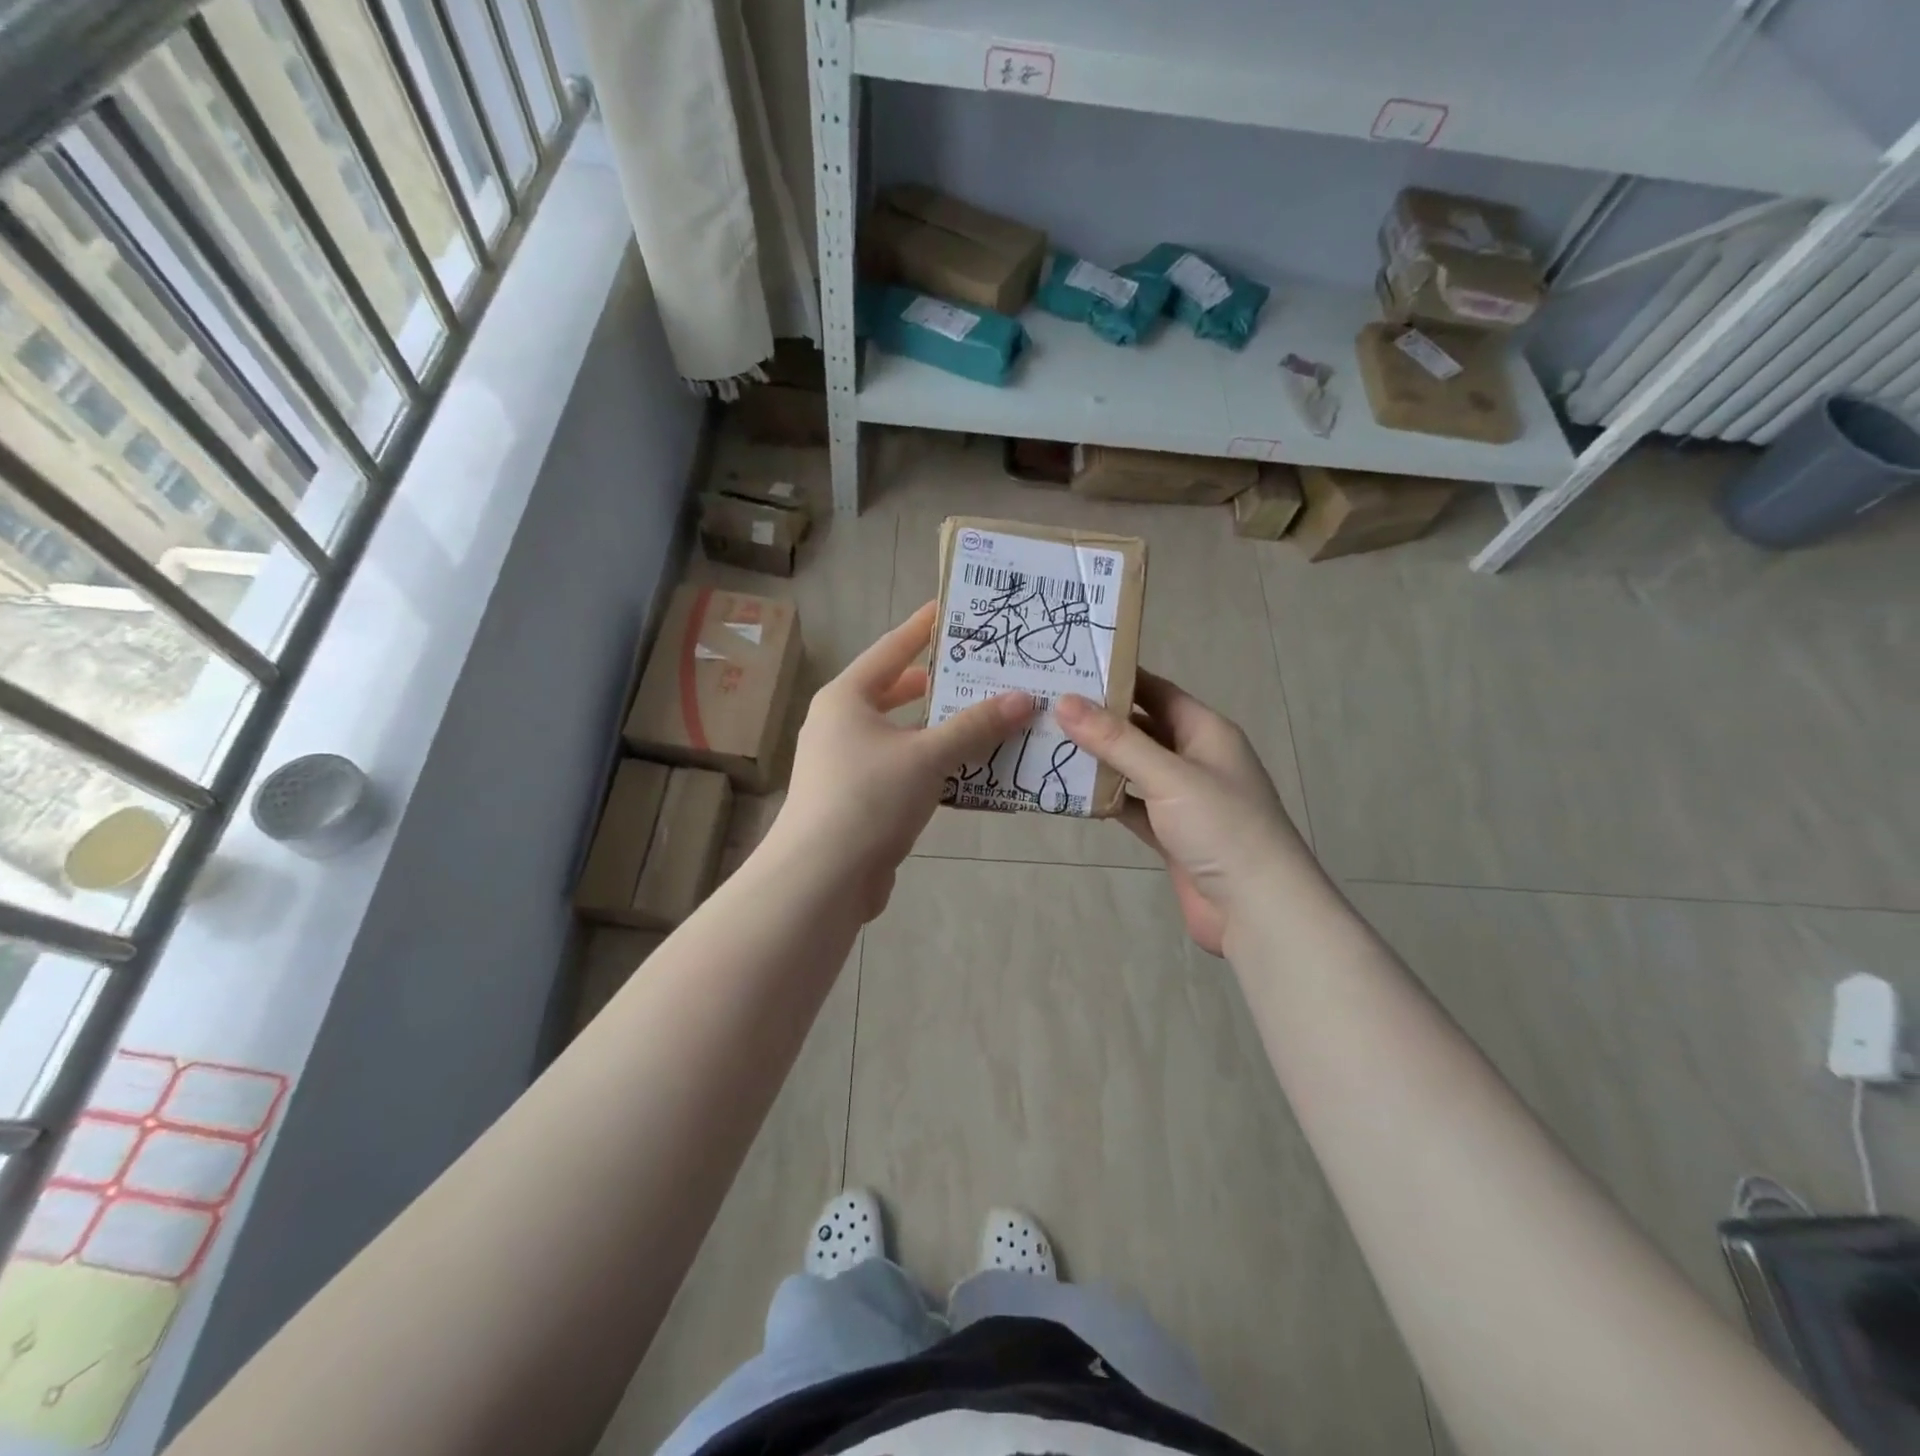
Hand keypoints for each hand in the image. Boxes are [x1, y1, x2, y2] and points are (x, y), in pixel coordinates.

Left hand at [769, 602, 1032, 920]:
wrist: (821, 879)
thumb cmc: (868, 798)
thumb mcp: (927, 756)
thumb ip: (975, 726)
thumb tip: (1024, 698)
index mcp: (846, 698)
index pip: (892, 648)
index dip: (924, 627)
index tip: (954, 608)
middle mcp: (842, 724)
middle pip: (897, 692)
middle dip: (939, 683)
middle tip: (983, 668)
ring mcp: (848, 764)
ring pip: (904, 735)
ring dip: (943, 729)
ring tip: (990, 715)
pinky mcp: (860, 800)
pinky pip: (905, 769)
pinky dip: (935, 765)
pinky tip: (971, 768)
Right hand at [1056, 672, 1305, 955]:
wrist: (1257, 909)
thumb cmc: (1221, 827)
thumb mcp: (1168, 775)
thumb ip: (1116, 740)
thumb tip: (1065, 701)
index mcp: (1206, 731)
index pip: (1156, 691)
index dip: (1117, 678)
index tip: (1069, 668)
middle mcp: (1195, 758)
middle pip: (1141, 728)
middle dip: (1099, 720)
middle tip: (1047, 706)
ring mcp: (1183, 798)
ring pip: (1133, 768)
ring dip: (1098, 760)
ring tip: (1048, 743)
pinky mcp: (1170, 832)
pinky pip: (1131, 805)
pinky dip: (1105, 799)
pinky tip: (1069, 792)